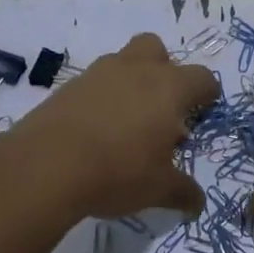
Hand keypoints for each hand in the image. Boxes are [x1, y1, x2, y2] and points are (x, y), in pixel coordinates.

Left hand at [7, 33, 218, 219]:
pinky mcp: (67, 87)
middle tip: (162, 107)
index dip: (207, 94)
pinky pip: (94, 84)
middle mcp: (136, 70)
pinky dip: (101, 99)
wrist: (46, 166)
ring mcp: (98, 74)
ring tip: (127, 123)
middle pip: (157, 49)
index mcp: (169, 88)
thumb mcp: (159, 189)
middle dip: (164, 70)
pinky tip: (96, 131)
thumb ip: (183, 191)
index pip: (201, 77)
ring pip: (122, 62)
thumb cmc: (118, 171)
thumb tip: (197, 203)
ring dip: (130, 83)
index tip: (204, 111)